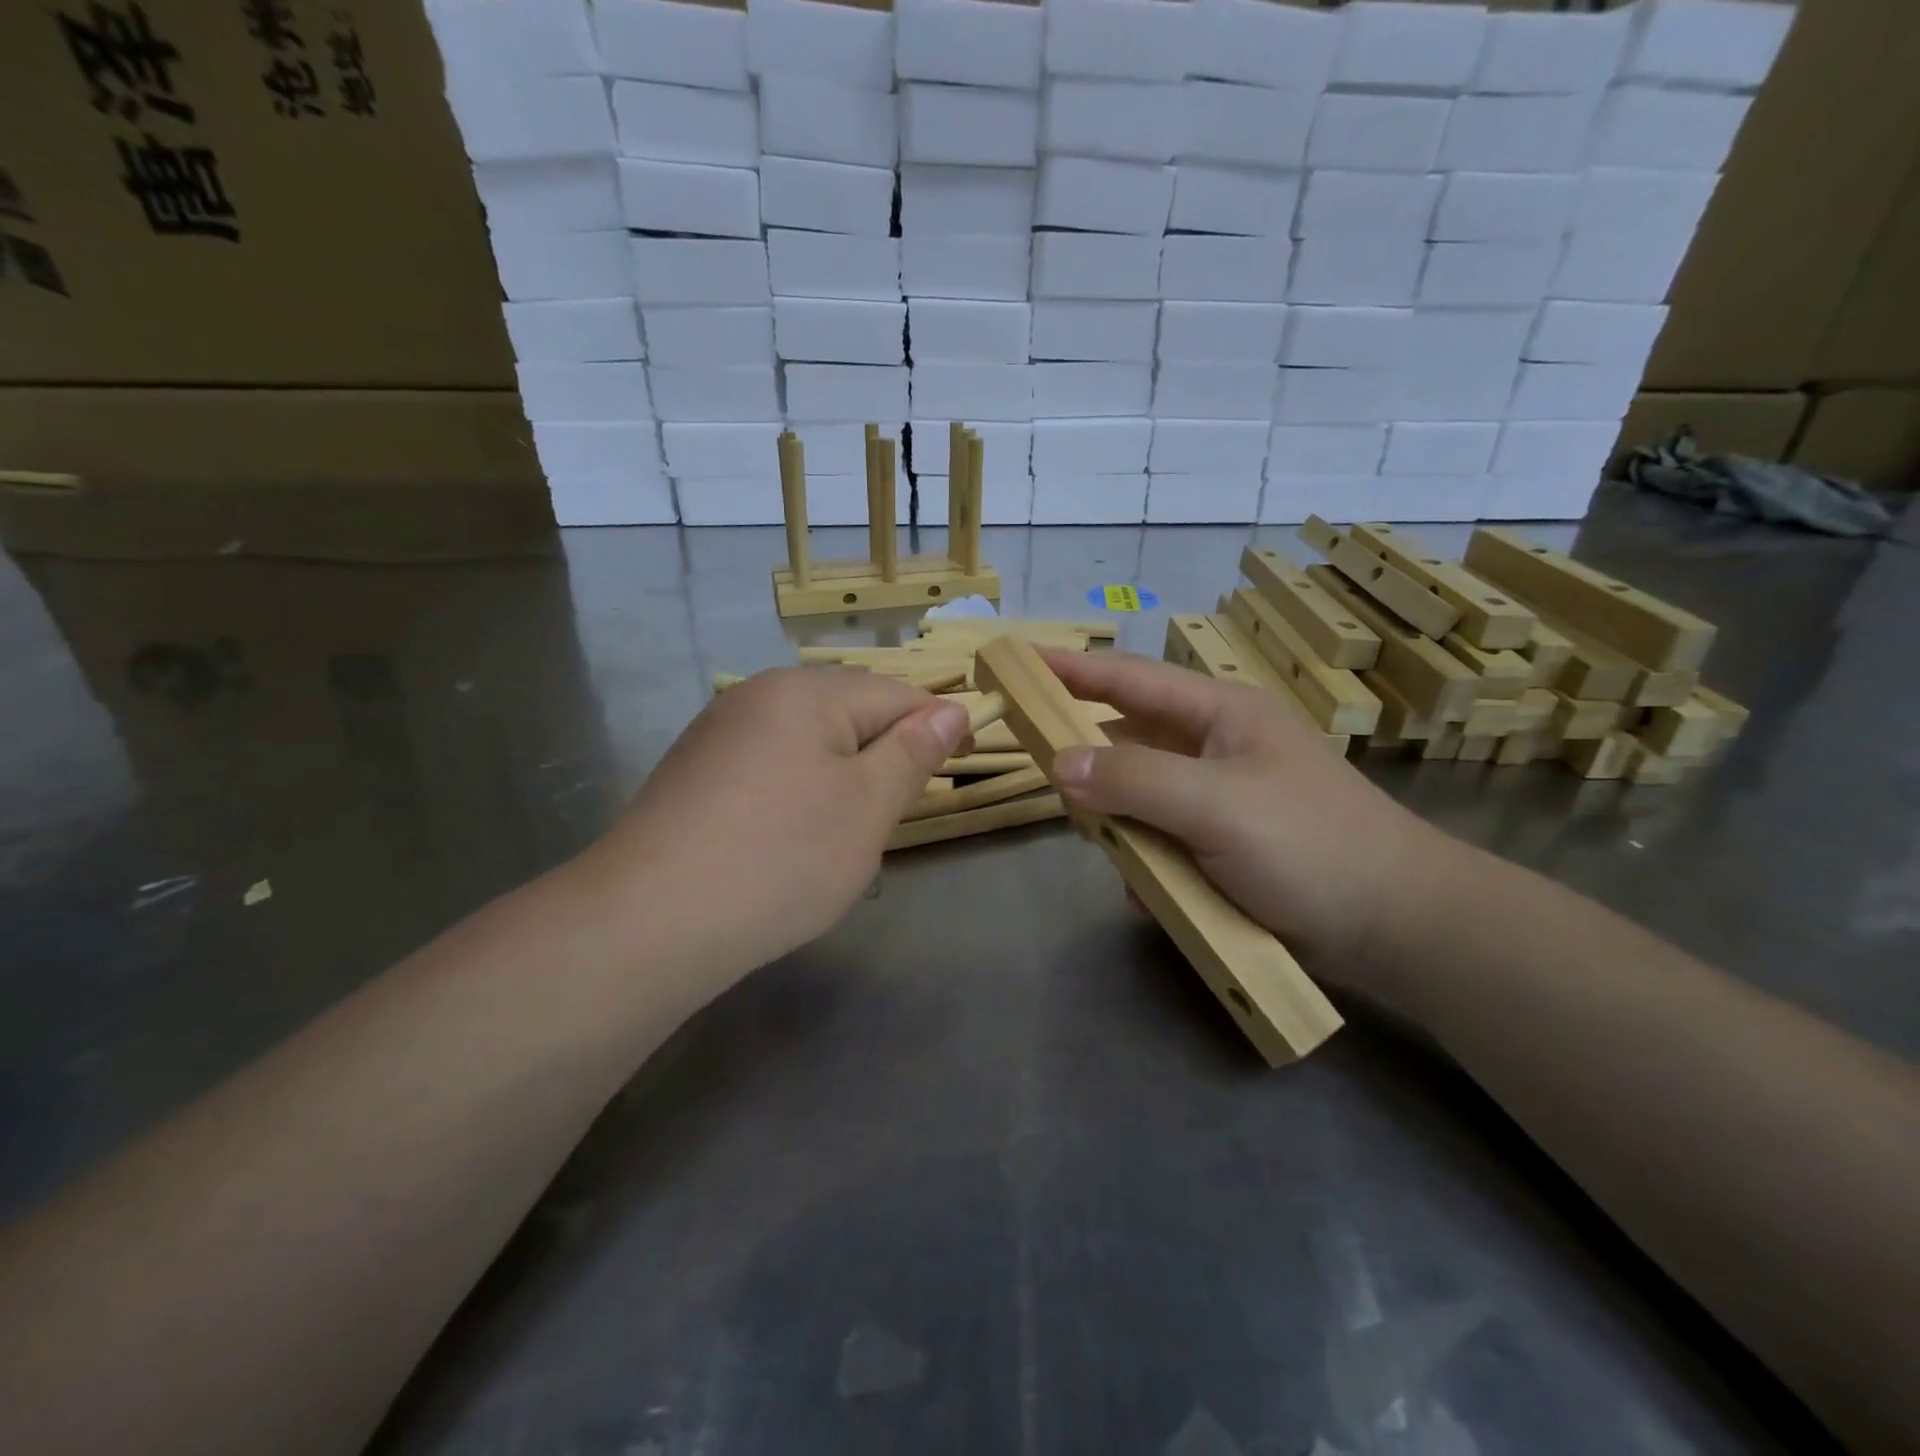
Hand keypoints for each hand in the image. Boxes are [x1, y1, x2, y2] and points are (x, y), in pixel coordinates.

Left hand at [586, 667, 969, 980]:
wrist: (648, 922)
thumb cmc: (780, 859)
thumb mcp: (866, 807)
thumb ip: (912, 753)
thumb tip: (950, 710)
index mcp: (806, 691)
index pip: (898, 694)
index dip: (939, 727)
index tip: (963, 765)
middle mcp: (759, 695)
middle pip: (850, 711)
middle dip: (885, 752)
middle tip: (896, 811)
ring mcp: (720, 731)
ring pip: (809, 740)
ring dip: (842, 774)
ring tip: (843, 831)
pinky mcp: (696, 770)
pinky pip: (771, 764)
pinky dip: (798, 790)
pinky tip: (788, 835)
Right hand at [1041, 648, 1455, 977]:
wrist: (1395, 926)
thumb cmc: (1311, 845)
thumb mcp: (1218, 805)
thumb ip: (1135, 778)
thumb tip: (1060, 763)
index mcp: (1219, 714)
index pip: (1129, 679)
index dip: (1072, 669)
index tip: (1018, 662)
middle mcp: (1212, 748)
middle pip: (1127, 740)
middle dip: (1091, 766)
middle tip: (1058, 790)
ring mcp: (1216, 799)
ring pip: (1137, 798)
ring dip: (1122, 828)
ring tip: (1124, 859)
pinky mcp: (1219, 845)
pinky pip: (1158, 842)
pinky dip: (1148, 866)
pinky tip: (1155, 896)